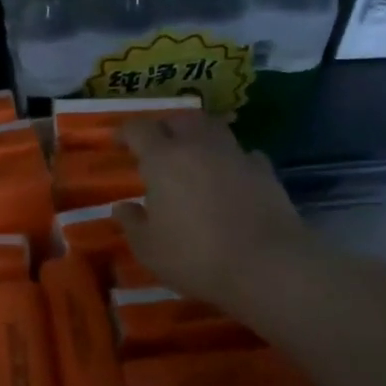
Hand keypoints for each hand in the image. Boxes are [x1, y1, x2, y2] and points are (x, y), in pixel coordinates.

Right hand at [114, 113, 313, 308]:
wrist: (268, 266)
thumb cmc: (196, 256)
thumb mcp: (149, 249)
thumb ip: (132, 223)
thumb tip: (123, 206)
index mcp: (163, 159)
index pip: (138, 129)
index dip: (124, 133)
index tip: (118, 144)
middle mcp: (199, 146)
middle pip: (180, 119)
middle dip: (165, 127)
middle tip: (157, 147)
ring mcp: (236, 155)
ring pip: (214, 128)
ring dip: (200, 136)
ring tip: (194, 156)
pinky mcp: (265, 171)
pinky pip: (243, 153)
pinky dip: (231, 159)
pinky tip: (230, 176)